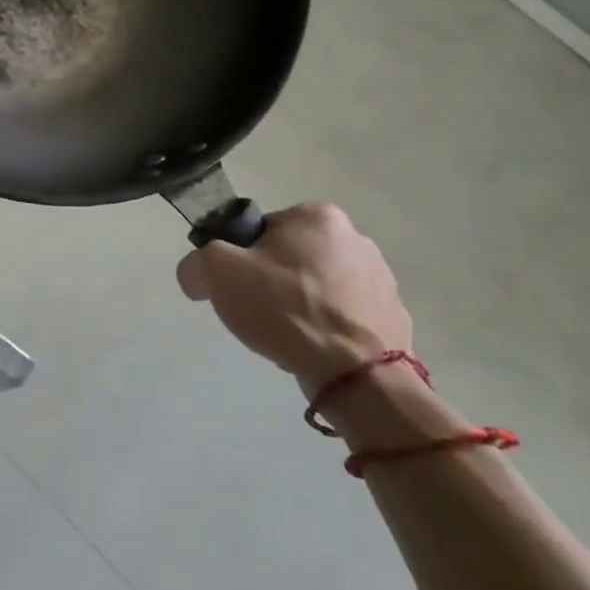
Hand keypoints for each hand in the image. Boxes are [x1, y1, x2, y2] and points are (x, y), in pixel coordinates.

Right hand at [176, 203, 410, 388]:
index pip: (261, 230)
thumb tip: (196, 275)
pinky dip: (328, 328)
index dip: (242, 259)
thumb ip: (196, 263)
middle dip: (274, 282)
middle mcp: (355, 236)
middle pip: (292, 257)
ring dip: (302, 304)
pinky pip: (346, 316)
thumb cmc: (286, 309)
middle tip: (258, 313)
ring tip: (288, 336)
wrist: (358, 374)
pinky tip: (316, 349)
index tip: (238, 287)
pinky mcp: (393, 316)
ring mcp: (382, 278)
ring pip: (319, 286)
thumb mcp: (218, 273)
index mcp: (316, 215)